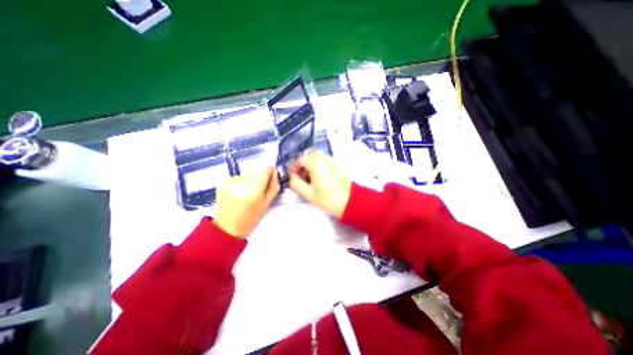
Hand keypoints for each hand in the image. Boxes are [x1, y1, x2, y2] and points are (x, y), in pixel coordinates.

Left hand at [214, 167, 280, 238]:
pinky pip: (239, 176)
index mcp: (253, 192)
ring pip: (247, 173)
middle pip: (256, 170)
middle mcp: (240, 184)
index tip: (271, 177)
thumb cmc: (251, 218)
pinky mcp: (223, 182)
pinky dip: (242, 181)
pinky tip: (240, 192)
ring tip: (249, 192)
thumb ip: (274, 187)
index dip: (270, 171)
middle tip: (260, 189)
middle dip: (260, 176)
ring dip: (251, 179)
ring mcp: (229, 182)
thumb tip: (275, 173)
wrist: (228, 227)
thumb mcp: (267, 204)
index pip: (264, 170)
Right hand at [289, 148, 353, 216]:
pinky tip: (319, 178)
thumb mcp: (307, 193)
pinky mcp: (337, 164)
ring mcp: (331, 159)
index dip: (294, 168)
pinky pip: (324, 160)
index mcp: (315, 163)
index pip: (300, 159)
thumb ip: (295, 183)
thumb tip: (292, 177)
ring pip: (316, 158)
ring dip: (310, 165)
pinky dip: (318, 166)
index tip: (292, 177)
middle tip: (301, 177)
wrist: (349, 201)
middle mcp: (323, 157)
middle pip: (308, 156)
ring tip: (309, 179)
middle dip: (302, 165)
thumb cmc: (327, 198)